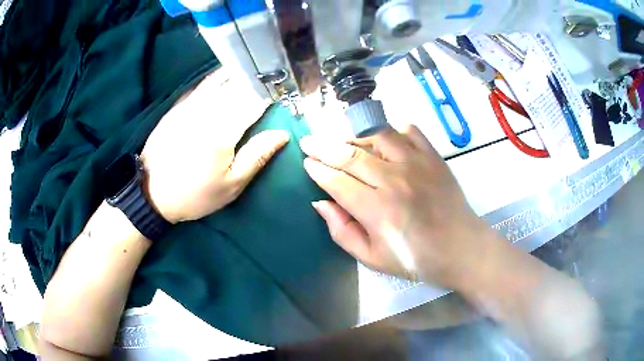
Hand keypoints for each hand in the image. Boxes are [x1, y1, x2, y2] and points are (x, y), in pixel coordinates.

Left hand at [140, 70, 288, 222]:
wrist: (151, 192)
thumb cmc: (195, 194)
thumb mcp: (231, 186)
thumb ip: (257, 156)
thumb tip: (282, 134)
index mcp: (223, 131)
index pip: (256, 101)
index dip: (274, 94)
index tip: (286, 92)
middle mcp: (207, 109)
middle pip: (240, 84)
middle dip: (260, 79)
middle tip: (275, 78)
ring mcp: (191, 104)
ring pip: (222, 77)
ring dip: (242, 72)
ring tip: (257, 71)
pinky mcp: (179, 104)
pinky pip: (204, 83)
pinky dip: (220, 76)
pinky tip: (230, 74)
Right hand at [299, 126, 491, 284]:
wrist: (460, 248)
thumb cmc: (415, 259)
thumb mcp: (372, 258)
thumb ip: (342, 231)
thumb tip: (320, 202)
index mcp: (376, 210)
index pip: (336, 181)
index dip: (317, 169)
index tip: (306, 162)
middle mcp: (393, 180)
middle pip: (349, 154)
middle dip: (323, 146)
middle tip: (308, 141)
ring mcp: (416, 163)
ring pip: (375, 134)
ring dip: (353, 134)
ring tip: (342, 140)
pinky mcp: (433, 156)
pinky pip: (408, 130)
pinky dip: (391, 129)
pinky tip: (382, 138)